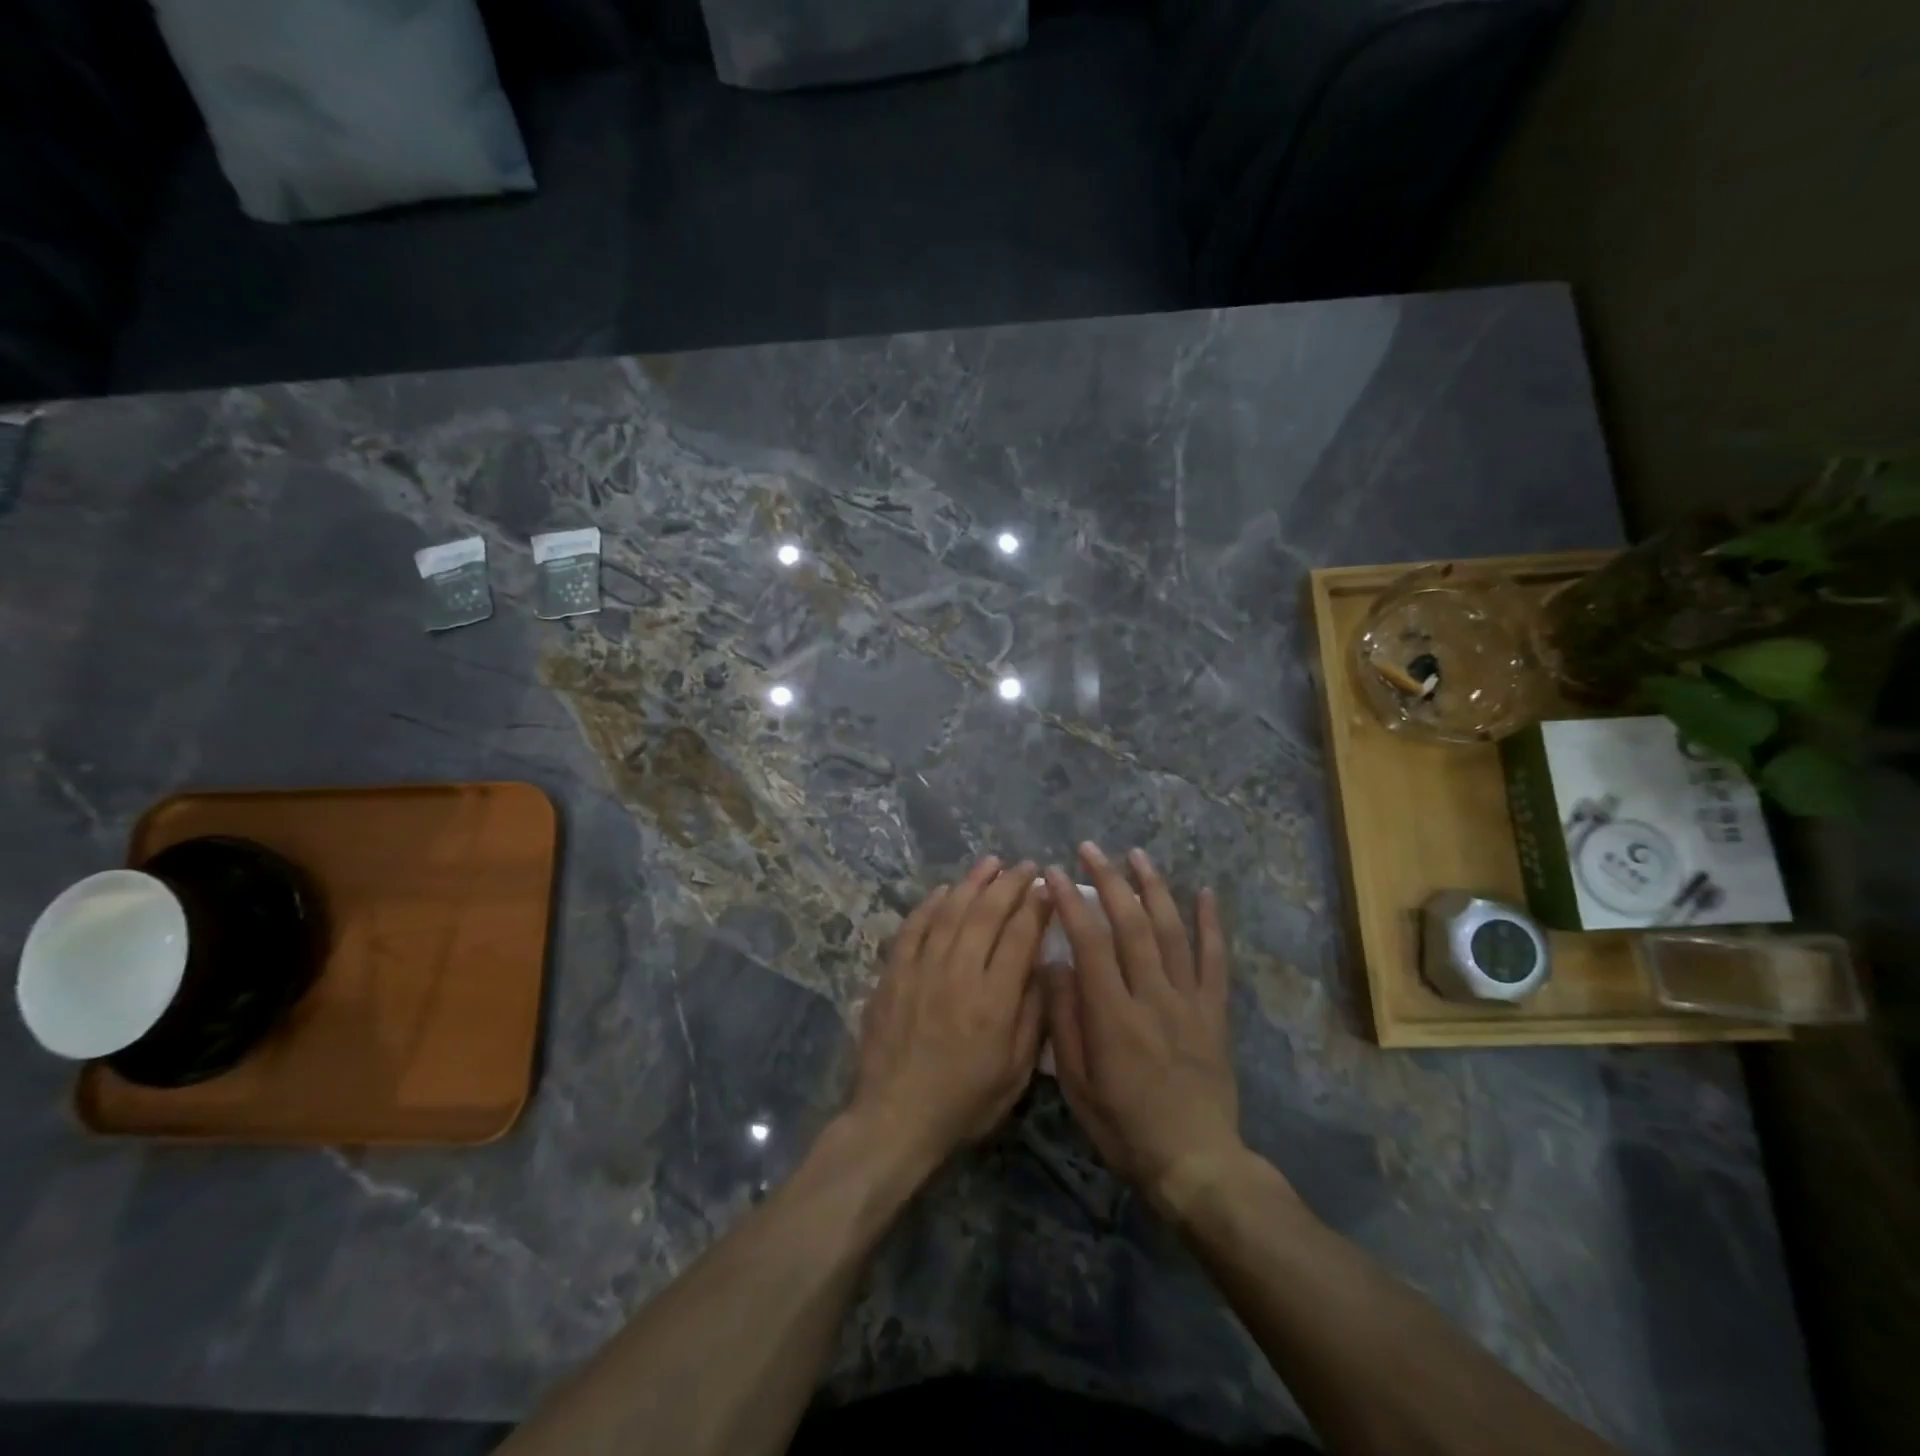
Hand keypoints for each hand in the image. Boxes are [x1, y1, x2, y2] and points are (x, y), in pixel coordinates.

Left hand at [850, 857, 1048, 1167]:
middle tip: (1025, 867)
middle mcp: (958, 973)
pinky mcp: (894, 973)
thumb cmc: (964, 1101)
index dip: (1036, 907)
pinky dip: (930, 905)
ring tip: (990, 863)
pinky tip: (943, 891)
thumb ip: (1033, 1016)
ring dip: (972, 883)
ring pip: (950, 912)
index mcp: (994, 1000)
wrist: (895, 1117)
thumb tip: (1045, 967)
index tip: (1047, 887)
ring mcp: (922, 969)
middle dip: (1010, 885)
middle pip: (987, 914)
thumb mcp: (1015, 1073)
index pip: (1020, 936)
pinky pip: (913, 927)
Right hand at [1041, 843, 1241, 1215]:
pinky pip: (1216, 960)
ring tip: (1137, 854)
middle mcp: (1153, 996)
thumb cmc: (1124, 1127)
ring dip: (1154, 887)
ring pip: (1172, 931)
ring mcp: (1189, 1001)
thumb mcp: (1076, 1085)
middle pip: (1131, 925)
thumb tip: (1054, 963)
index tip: (1055, 873)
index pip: (1090, 943)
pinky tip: (1206, 892)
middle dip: (1109, 880)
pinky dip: (1212, 924)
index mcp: (1114, 1015)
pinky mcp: (1215, 1012)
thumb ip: (1064, 1020)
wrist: (1196, 1163)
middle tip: (1090, 848)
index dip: (1071, 902)